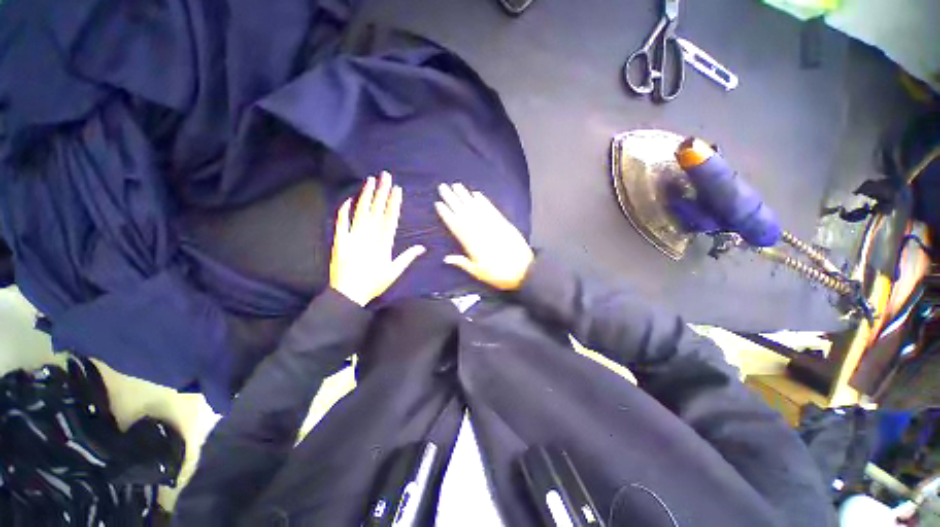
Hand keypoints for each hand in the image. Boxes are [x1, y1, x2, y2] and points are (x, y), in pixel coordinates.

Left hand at [330, 172, 425, 305]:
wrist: (349, 293)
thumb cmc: (373, 283)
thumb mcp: (394, 271)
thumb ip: (407, 257)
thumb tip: (422, 248)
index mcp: (383, 242)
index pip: (390, 218)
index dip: (393, 202)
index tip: (397, 189)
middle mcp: (369, 235)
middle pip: (377, 210)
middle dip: (381, 192)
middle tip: (385, 175)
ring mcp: (354, 236)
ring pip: (361, 211)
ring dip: (366, 195)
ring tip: (370, 180)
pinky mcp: (341, 240)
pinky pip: (342, 221)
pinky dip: (345, 210)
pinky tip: (349, 198)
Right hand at [435, 183, 533, 290]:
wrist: (523, 270)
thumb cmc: (498, 274)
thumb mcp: (478, 272)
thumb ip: (462, 263)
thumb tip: (446, 258)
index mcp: (471, 243)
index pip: (456, 225)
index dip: (446, 213)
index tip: (438, 203)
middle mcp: (480, 230)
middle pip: (463, 212)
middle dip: (452, 199)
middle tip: (443, 187)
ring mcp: (492, 225)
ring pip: (476, 207)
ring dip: (465, 195)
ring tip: (457, 185)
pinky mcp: (503, 222)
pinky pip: (491, 209)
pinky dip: (483, 201)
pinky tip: (477, 194)